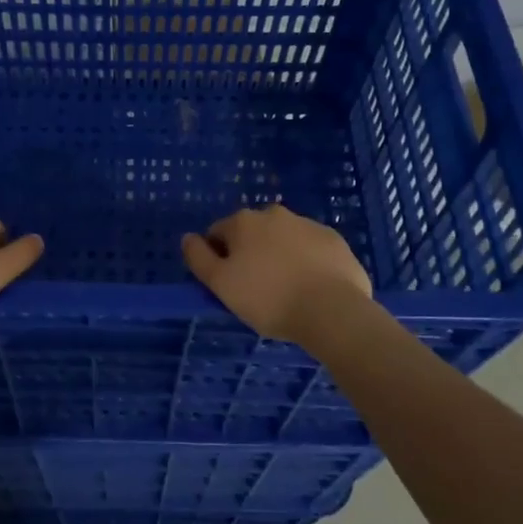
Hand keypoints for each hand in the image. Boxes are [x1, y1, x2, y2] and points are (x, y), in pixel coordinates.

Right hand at [182, 204, 371, 343]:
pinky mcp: (334, 240)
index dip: (218, 259)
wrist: (332, 310)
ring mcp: (308, 224)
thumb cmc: (268, 298)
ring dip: (279, 257)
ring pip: (283, 239)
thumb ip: (198, 257)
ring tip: (286, 292)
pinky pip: (311, 250)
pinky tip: (311, 288)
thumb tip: (188, 237)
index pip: (218, 234)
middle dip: (250, 255)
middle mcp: (274, 214)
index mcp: (243, 222)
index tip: (228, 286)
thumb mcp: (220, 284)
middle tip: (256, 290)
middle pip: (252, 234)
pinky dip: (307, 263)